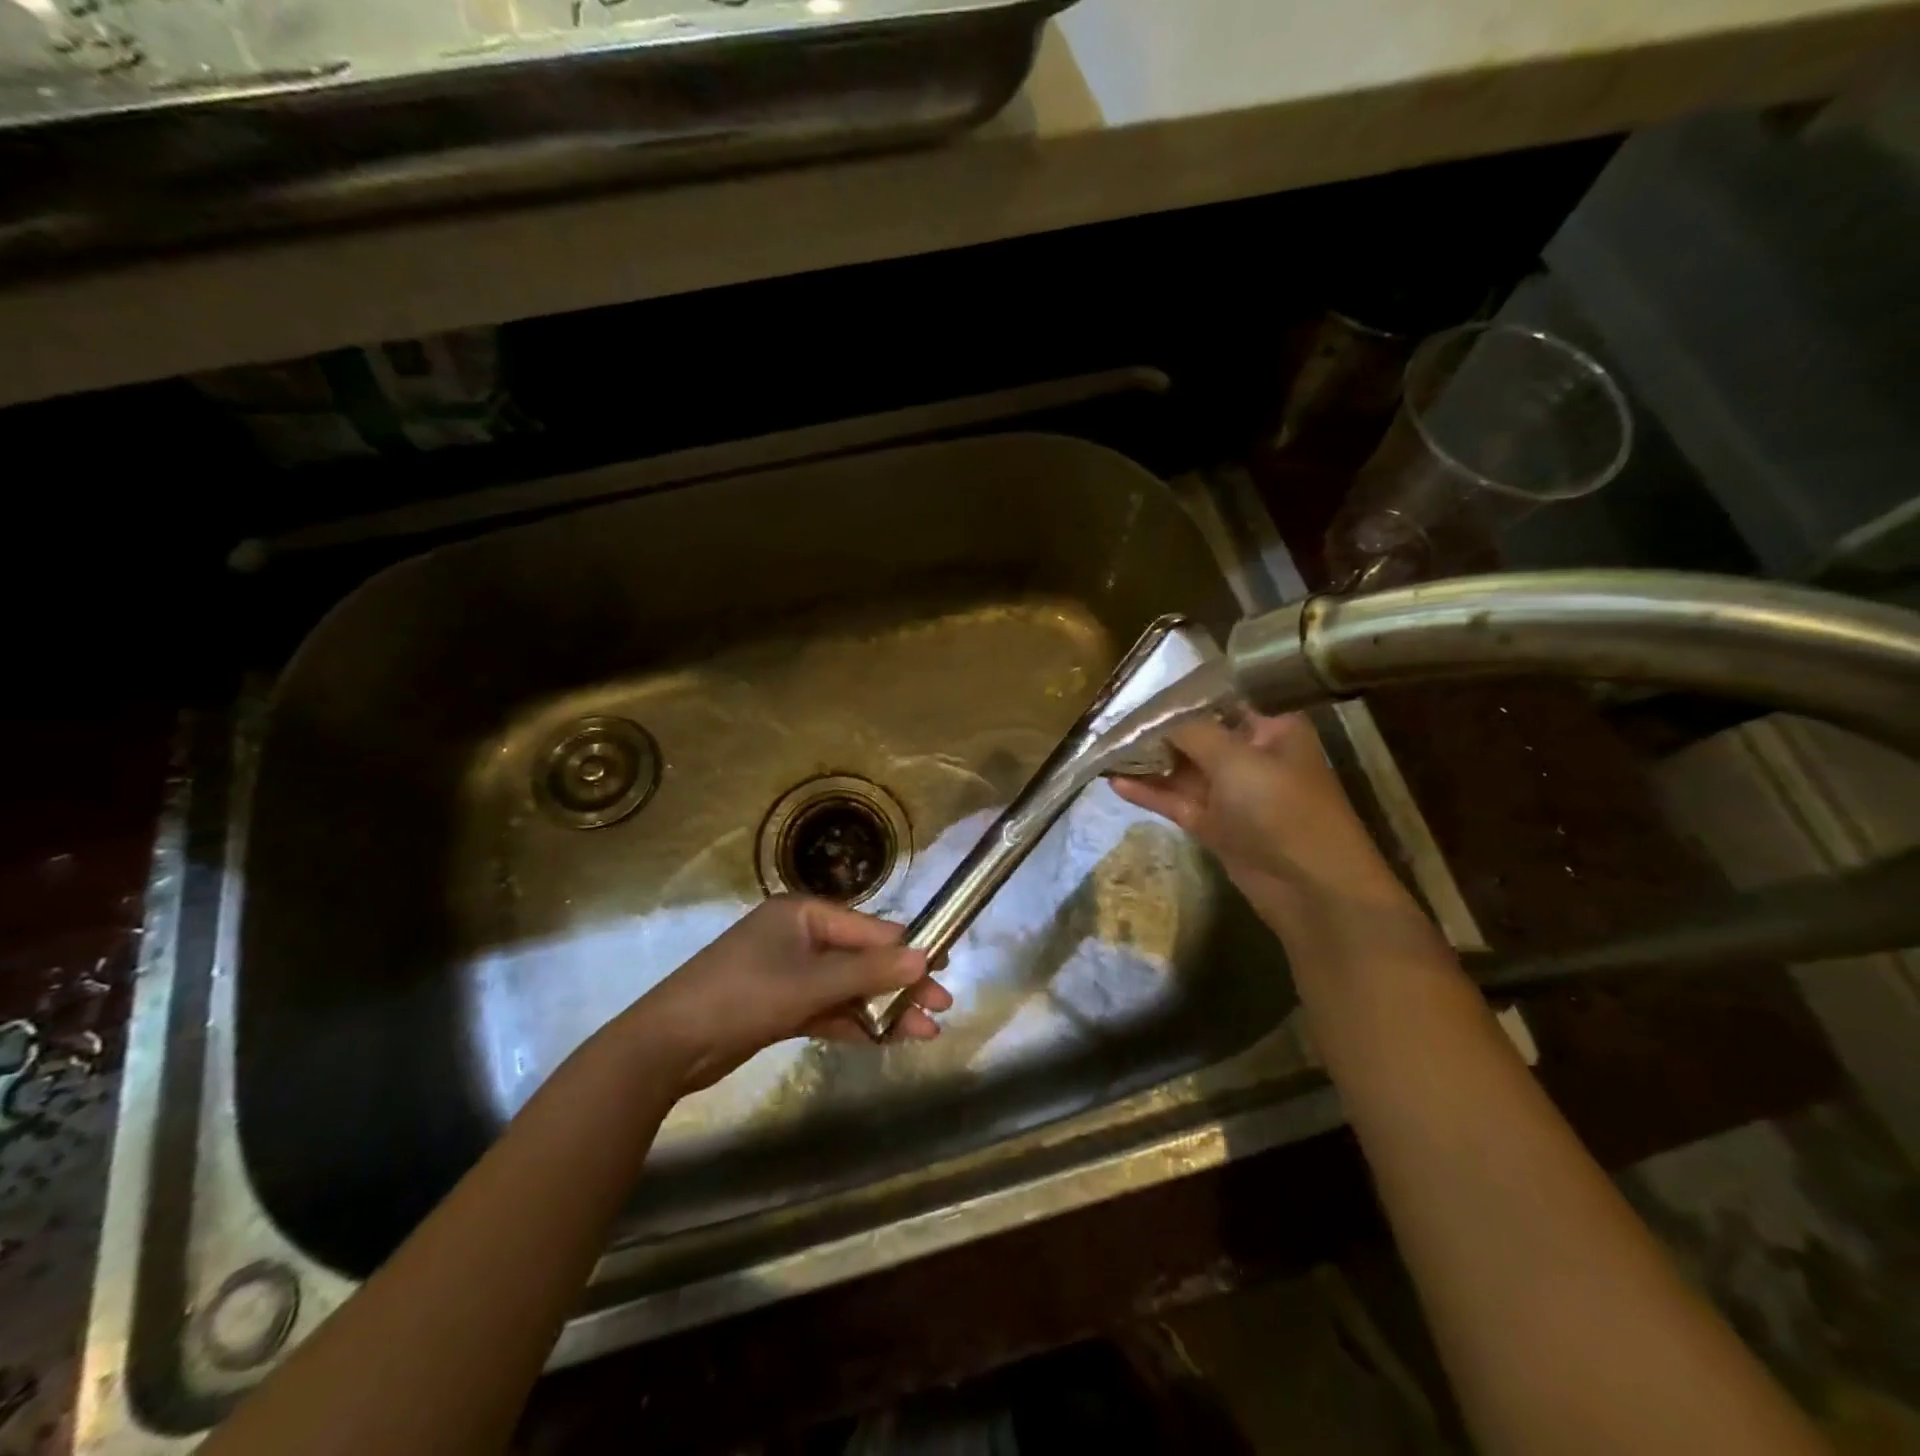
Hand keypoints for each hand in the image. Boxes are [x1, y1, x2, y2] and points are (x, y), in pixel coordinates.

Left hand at [627, 896, 951, 1092]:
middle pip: (862, 959)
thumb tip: (925, 957)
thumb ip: (869, 971)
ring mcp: (789, 972)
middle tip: (942, 1009)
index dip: (908, 950)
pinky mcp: (781, 1005)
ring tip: (924, 1034)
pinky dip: (854, 1023)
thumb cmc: (742, 996)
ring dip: (882, 1009)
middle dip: (901, 984)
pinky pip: (828, 1008)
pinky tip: (885, 1040)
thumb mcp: (810, 983)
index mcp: (803, 914)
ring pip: (848, 988)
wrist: (667, 1046)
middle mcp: (799, 936)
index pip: (869, 929)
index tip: (944, 971)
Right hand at [1110, 712, 1408, 916]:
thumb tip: (1156, 717)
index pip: (1221, 697)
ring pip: (1182, 768)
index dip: (1182, 693)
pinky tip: (1115, 782)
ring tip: (1104, 749)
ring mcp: (1232, 791)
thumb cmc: (1282, 809)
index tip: (1141, 687)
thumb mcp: (1236, 760)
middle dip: (1156, 727)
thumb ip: (1192, 732)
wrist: (1312, 889)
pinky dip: (1150, 791)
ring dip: (1147, 760)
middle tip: (1111, 718)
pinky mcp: (1215, 823)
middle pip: (1197, 732)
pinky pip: (1177, 799)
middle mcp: (1251, 753)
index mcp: (1271, 726)